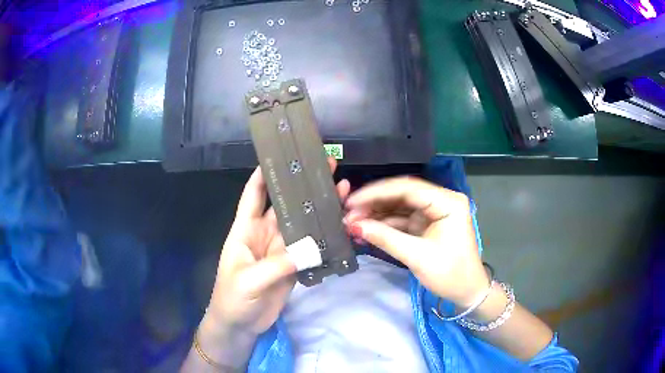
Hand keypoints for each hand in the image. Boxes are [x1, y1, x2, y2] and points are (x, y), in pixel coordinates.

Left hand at [207, 159, 349, 335]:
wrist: (240, 325)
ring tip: (342, 190)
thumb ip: (277, 265)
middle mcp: (265, 233)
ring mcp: (281, 249)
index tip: (284, 155)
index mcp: (246, 229)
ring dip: (320, 210)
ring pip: (302, 224)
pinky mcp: (293, 265)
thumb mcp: (248, 280)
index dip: (265, 173)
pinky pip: (311, 247)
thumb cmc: (232, 298)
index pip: (254, 194)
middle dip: (304, 186)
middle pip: (286, 204)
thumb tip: (310, 250)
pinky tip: (341, 226)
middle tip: (328, 167)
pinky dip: (325, 238)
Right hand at [344, 177, 488, 306]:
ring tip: (351, 223)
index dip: (377, 193)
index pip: (408, 188)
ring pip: (399, 207)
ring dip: (376, 215)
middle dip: (374, 204)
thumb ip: (385, 238)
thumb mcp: (417, 256)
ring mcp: (432, 213)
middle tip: (347, 214)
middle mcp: (440, 201)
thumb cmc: (450, 274)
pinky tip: (365, 230)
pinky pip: (401, 220)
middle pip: (402, 195)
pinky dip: (384, 226)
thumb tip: (353, 225)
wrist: (467, 293)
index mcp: (447, 201)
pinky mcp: (426, 225)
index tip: (351, 201)